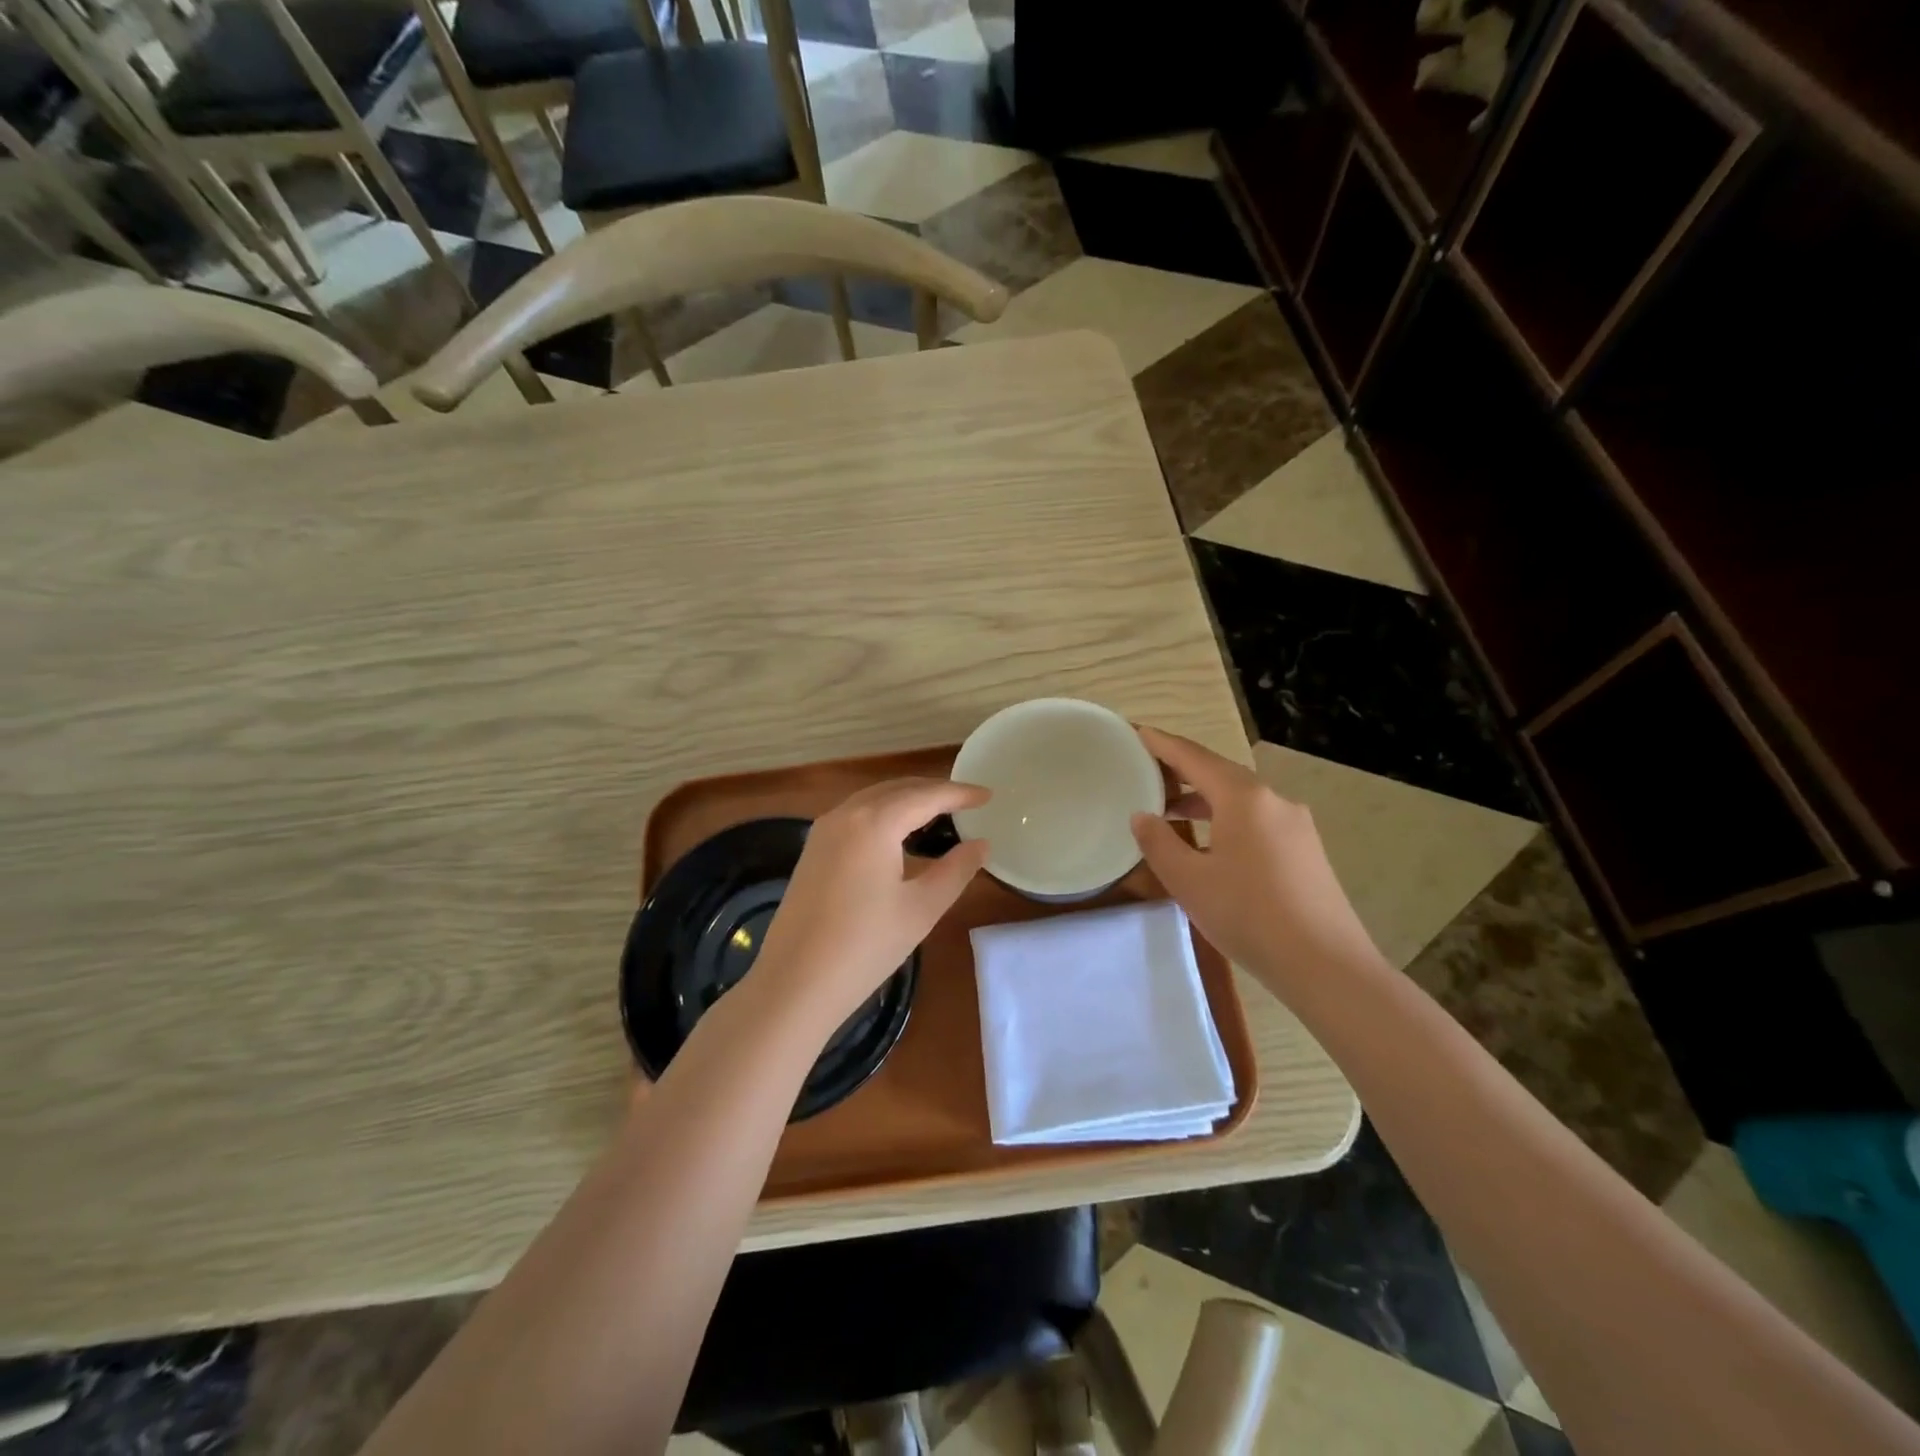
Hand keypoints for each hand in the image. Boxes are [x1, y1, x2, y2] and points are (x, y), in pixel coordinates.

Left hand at [754, 778, 990, 1031]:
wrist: (794, 983)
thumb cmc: (865, 946)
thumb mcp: (921, 908)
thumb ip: (956, 870)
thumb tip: (981, 844)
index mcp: (874, 822)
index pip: (926, 796)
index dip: (959, 793)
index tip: (988, 795)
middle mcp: (846, 814)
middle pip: (897, 789)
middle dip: (933, 791)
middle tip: (967, 802)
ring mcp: (823, 830)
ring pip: (874, 799)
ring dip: (907, 800)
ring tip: (939, 815)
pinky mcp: (813, 849)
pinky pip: (856, 815)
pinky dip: (884, 815)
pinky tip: (899, 836)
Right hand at [1129, 726, 1385, 984]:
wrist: (1325, 964)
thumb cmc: (1248, 915)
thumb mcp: (1189, 880)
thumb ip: (1159, 843)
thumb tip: (1142, 816)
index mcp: (1244, 798)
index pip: (1194, 757)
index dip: (1162, 743)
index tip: (1137, 732)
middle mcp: (1273, 800)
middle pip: (1219, 773)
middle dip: (1182, 770)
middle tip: (1146, 771)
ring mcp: (1295, 825)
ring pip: (1240, 798)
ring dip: (1204, 798)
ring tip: (1170, 810)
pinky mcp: (1305, 850)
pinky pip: (1257, 819)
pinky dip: (1226, 818)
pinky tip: (1210, 843)